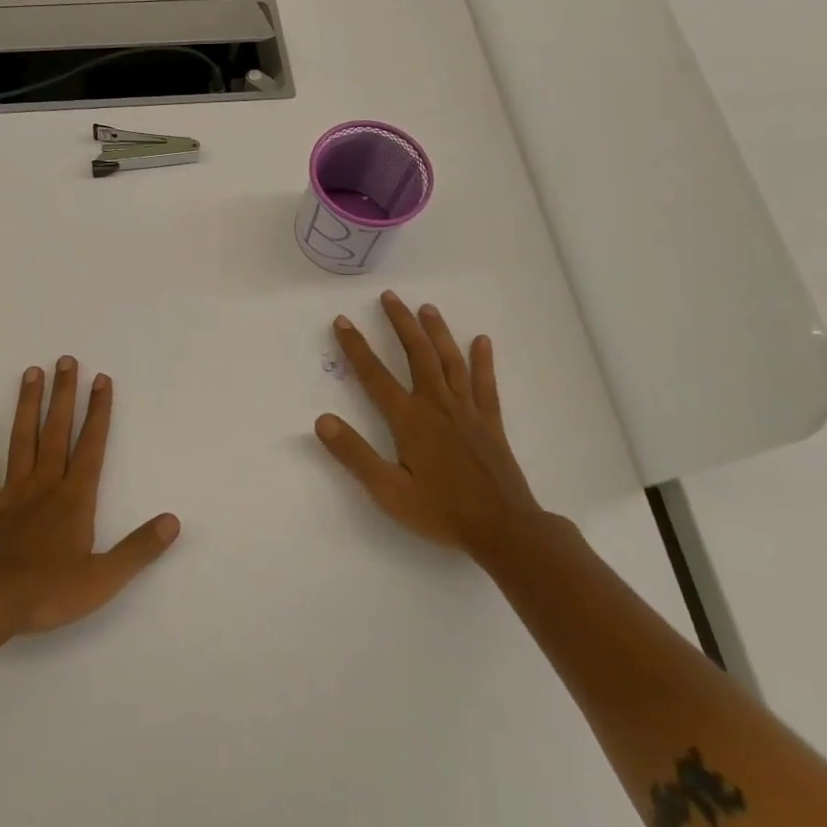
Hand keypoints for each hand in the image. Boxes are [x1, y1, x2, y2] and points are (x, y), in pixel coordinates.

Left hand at [0, 356, 179, 640]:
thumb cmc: (46, 593)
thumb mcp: (103, 579)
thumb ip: (138, 549)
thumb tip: (173, 521)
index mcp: (74, 500)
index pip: (92, 446)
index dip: (99, 412)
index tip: (102, 379)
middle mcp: (44, 486)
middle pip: (56, 432)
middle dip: (64, 395)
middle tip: (66, 359)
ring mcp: (11, 493)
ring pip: (22, 440)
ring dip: (28, 405)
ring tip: (32, 372)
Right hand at [316, 291, 548, 557]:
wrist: (504, 530)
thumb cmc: (441, 513)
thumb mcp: (389, 491)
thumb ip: (354, 455)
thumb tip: (322, 421)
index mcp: (410, 420)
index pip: (375, 375)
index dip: (356, 347)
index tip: (342, 321)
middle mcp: (437, 405)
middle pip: (416, 354)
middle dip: (400, 323)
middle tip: (389, 296)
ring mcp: (467, 411)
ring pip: (450, 360)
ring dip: (436, 332)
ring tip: (426, 308)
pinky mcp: (490, 422)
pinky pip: (485, 383)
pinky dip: (483, 360)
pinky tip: (481, 341)